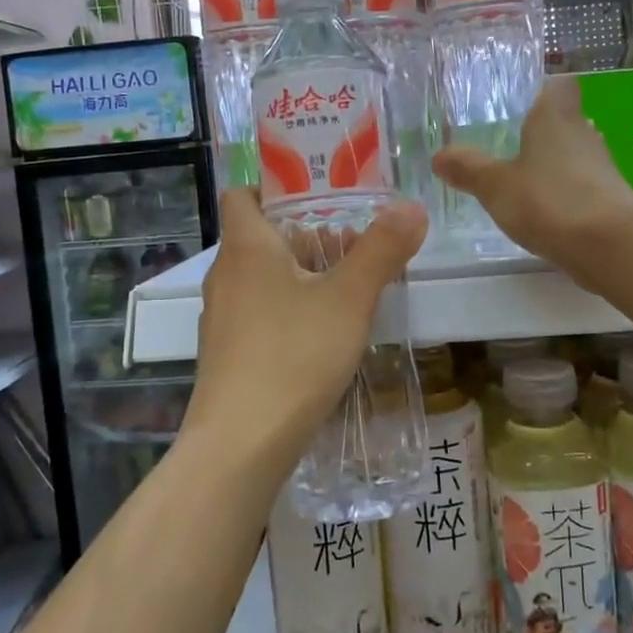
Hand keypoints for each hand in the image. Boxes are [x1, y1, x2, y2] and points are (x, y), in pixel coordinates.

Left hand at [187, 188, 426, 466]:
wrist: (241, 444)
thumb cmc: (294, 356)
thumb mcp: (349, 299)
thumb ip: (381, 250)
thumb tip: (411, 207)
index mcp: (246, 247)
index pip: (243, 195)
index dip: (275, 188)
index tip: (319, 198)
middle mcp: (225, 275)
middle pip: (261, 237)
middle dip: (308, 237)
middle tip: (354, 245)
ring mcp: (221, 317)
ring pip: (263, 278)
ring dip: (302, 275)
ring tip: (349, 290)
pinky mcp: (228, 353)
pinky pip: (259, 313)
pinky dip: (289, 309)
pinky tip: (323, 335)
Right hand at [432, 77, 632, 272]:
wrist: (611, 246)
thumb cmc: (549, 200)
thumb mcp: (495, 185)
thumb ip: (468, 169)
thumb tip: (439, 155)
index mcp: (555, 116)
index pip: (559, 85)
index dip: (542, 90)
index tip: (520, 103)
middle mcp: (583, 134)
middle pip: (564, 121)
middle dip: (540, 132)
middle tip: (507, 145)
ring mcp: (600, 168)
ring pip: (572, 156)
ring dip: (551, 166)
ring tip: (519, 182)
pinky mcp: (609, 200)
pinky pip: (580, 187)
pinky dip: (563, 195)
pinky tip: (542, 213)